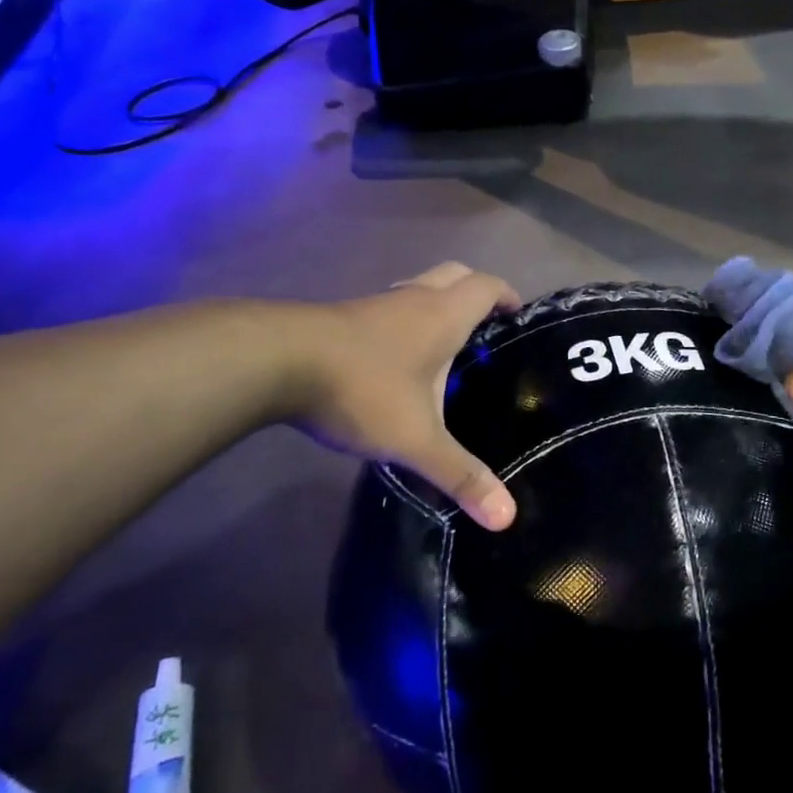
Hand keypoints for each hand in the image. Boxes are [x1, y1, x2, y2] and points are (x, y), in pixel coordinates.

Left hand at [277, 263, 520, 529]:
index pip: (486, 285)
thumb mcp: (416, 440)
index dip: (506, 295)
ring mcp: (374, 305)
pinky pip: (388, 309)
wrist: (274, 363)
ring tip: (445, 347)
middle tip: (485, 328)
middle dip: (474, 293)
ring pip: (417, 289)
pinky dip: (404, 322)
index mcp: (442, 315)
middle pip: (454, 275)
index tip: (518, 316)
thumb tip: (507, 517)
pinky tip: (396, 361)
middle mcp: (413, 300)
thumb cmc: (362, 390)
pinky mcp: (343, 318)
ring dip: (436, 306)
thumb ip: (461, 475)